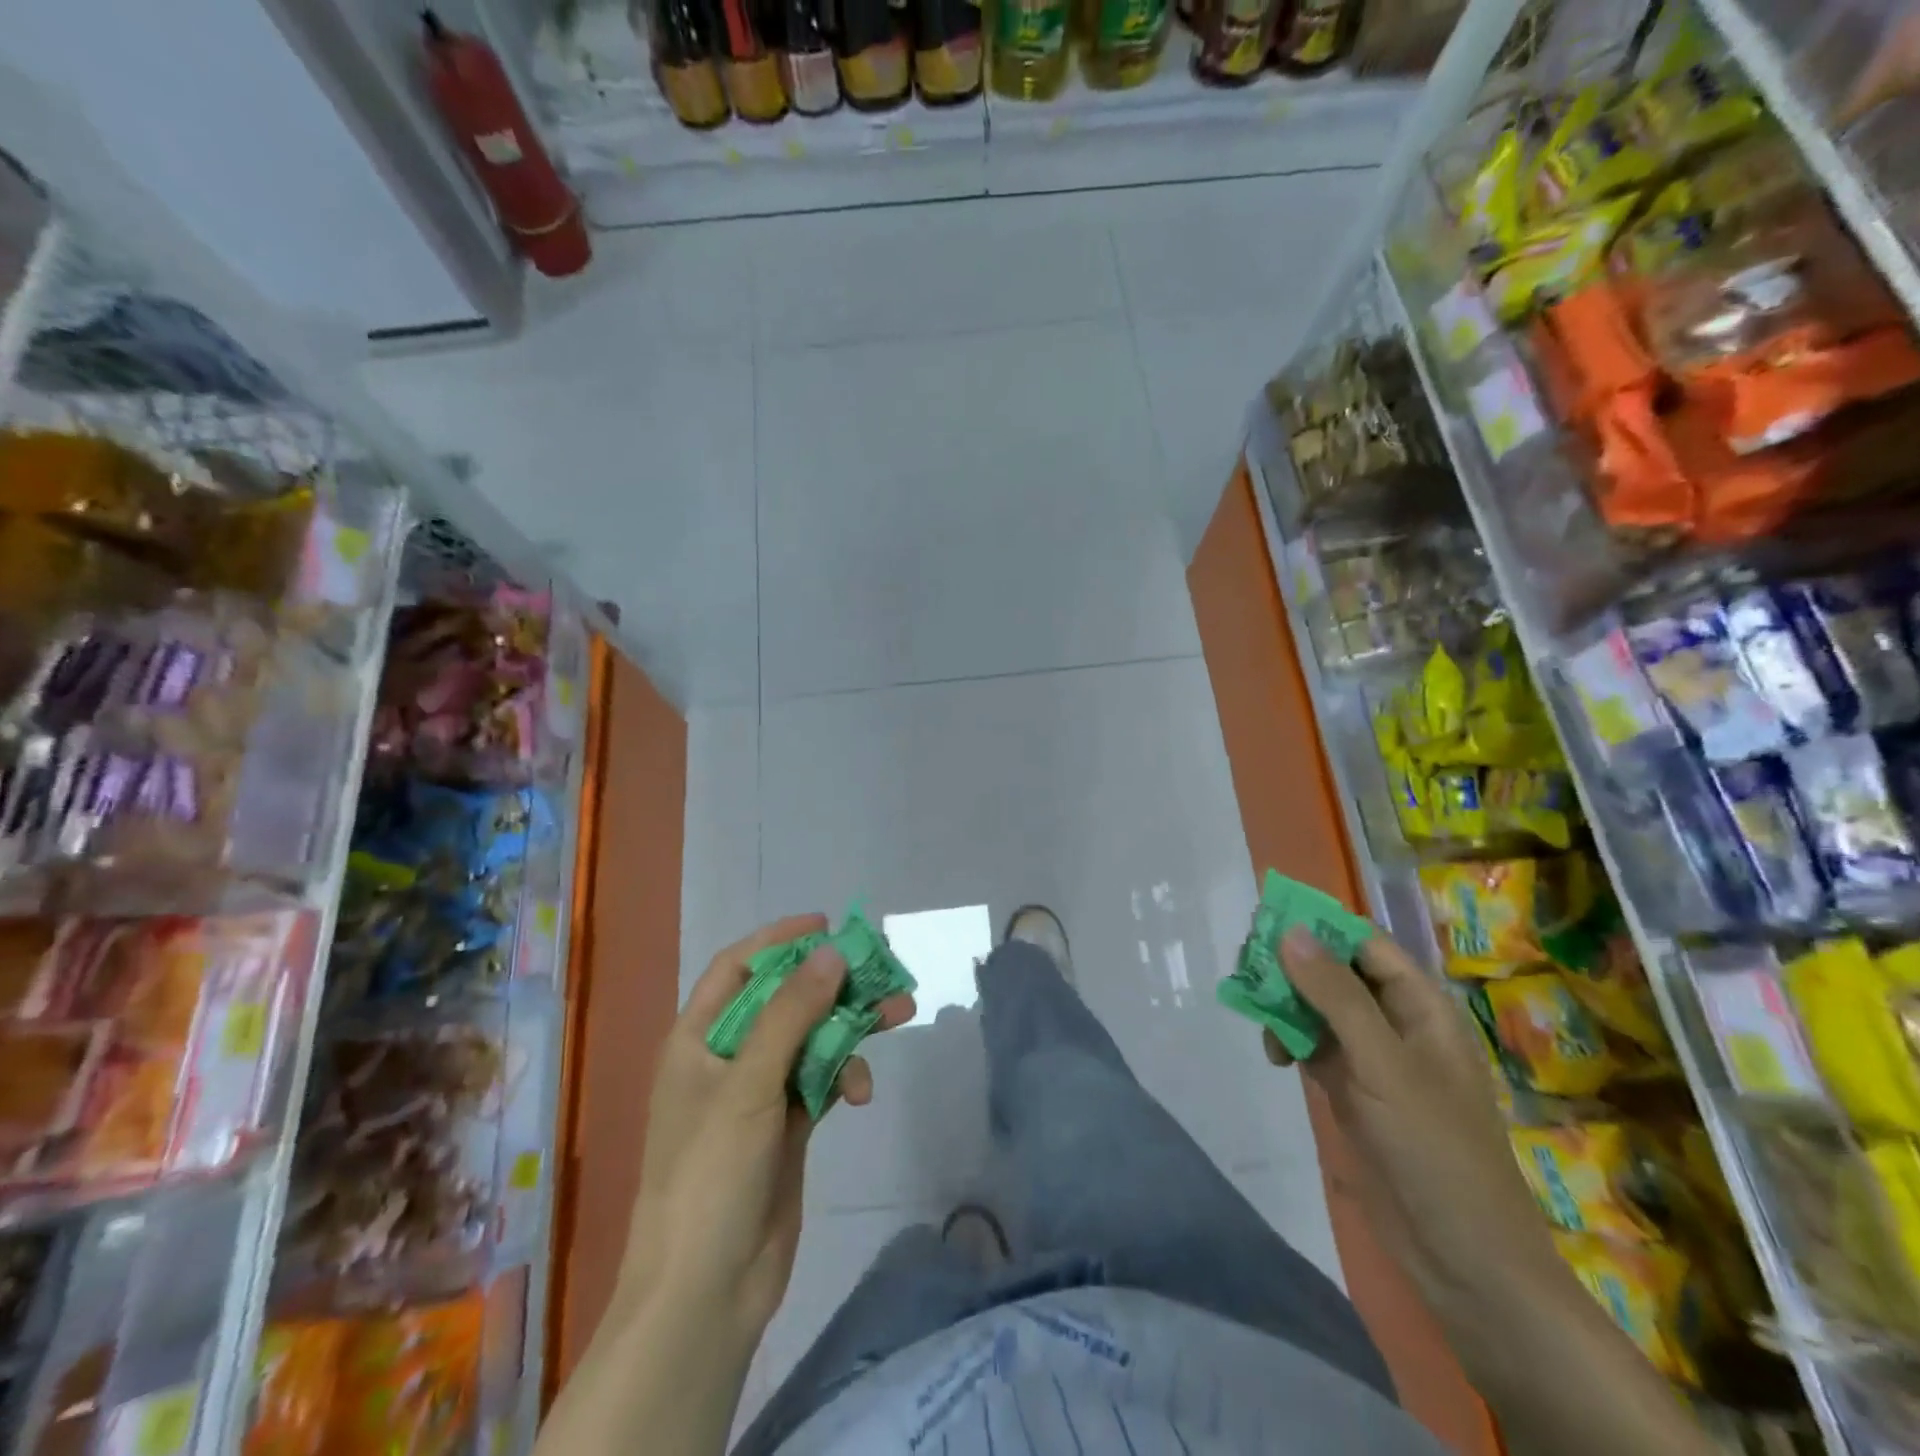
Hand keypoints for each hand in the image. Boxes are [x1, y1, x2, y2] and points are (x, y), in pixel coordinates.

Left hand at [620, 914, 916, 1346]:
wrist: (707, 1293)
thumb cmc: (710, 1174)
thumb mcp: (748, 1084)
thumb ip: (792, 1014)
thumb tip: (832, 951)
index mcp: (698, 1040)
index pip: (739, 968)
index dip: (780, 940)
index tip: (828, 926)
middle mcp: (728, 1058)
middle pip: (786, 1000)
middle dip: (832, 983)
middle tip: (881, 967)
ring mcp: (759, 1094)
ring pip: (812, 1038)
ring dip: (851, 1025)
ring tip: (899, 1010)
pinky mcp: (788, 1126)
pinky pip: (823, 1079)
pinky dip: (846, 1075)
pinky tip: (863, 1091)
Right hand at [1266, 928, 1563, 1335]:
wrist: (1463, 1259)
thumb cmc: (1436, 1150)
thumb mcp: (1384, 1064)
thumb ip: (1335, 996)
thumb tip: (1289, 931)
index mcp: (1420, 1007)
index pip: (1363, 944)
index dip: (1317, 928)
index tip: (1263, 925)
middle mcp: (1395, 1023)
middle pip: (1334, 972)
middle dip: (1291, 967)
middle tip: (1248, 973)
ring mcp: (1372, 1058)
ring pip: (1318, 1008)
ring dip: (1284, 1004)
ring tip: (1254, 1015)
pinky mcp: (1352, 1090)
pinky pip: (1312, 1046)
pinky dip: (1288, 1041)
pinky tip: (1273, 1056)